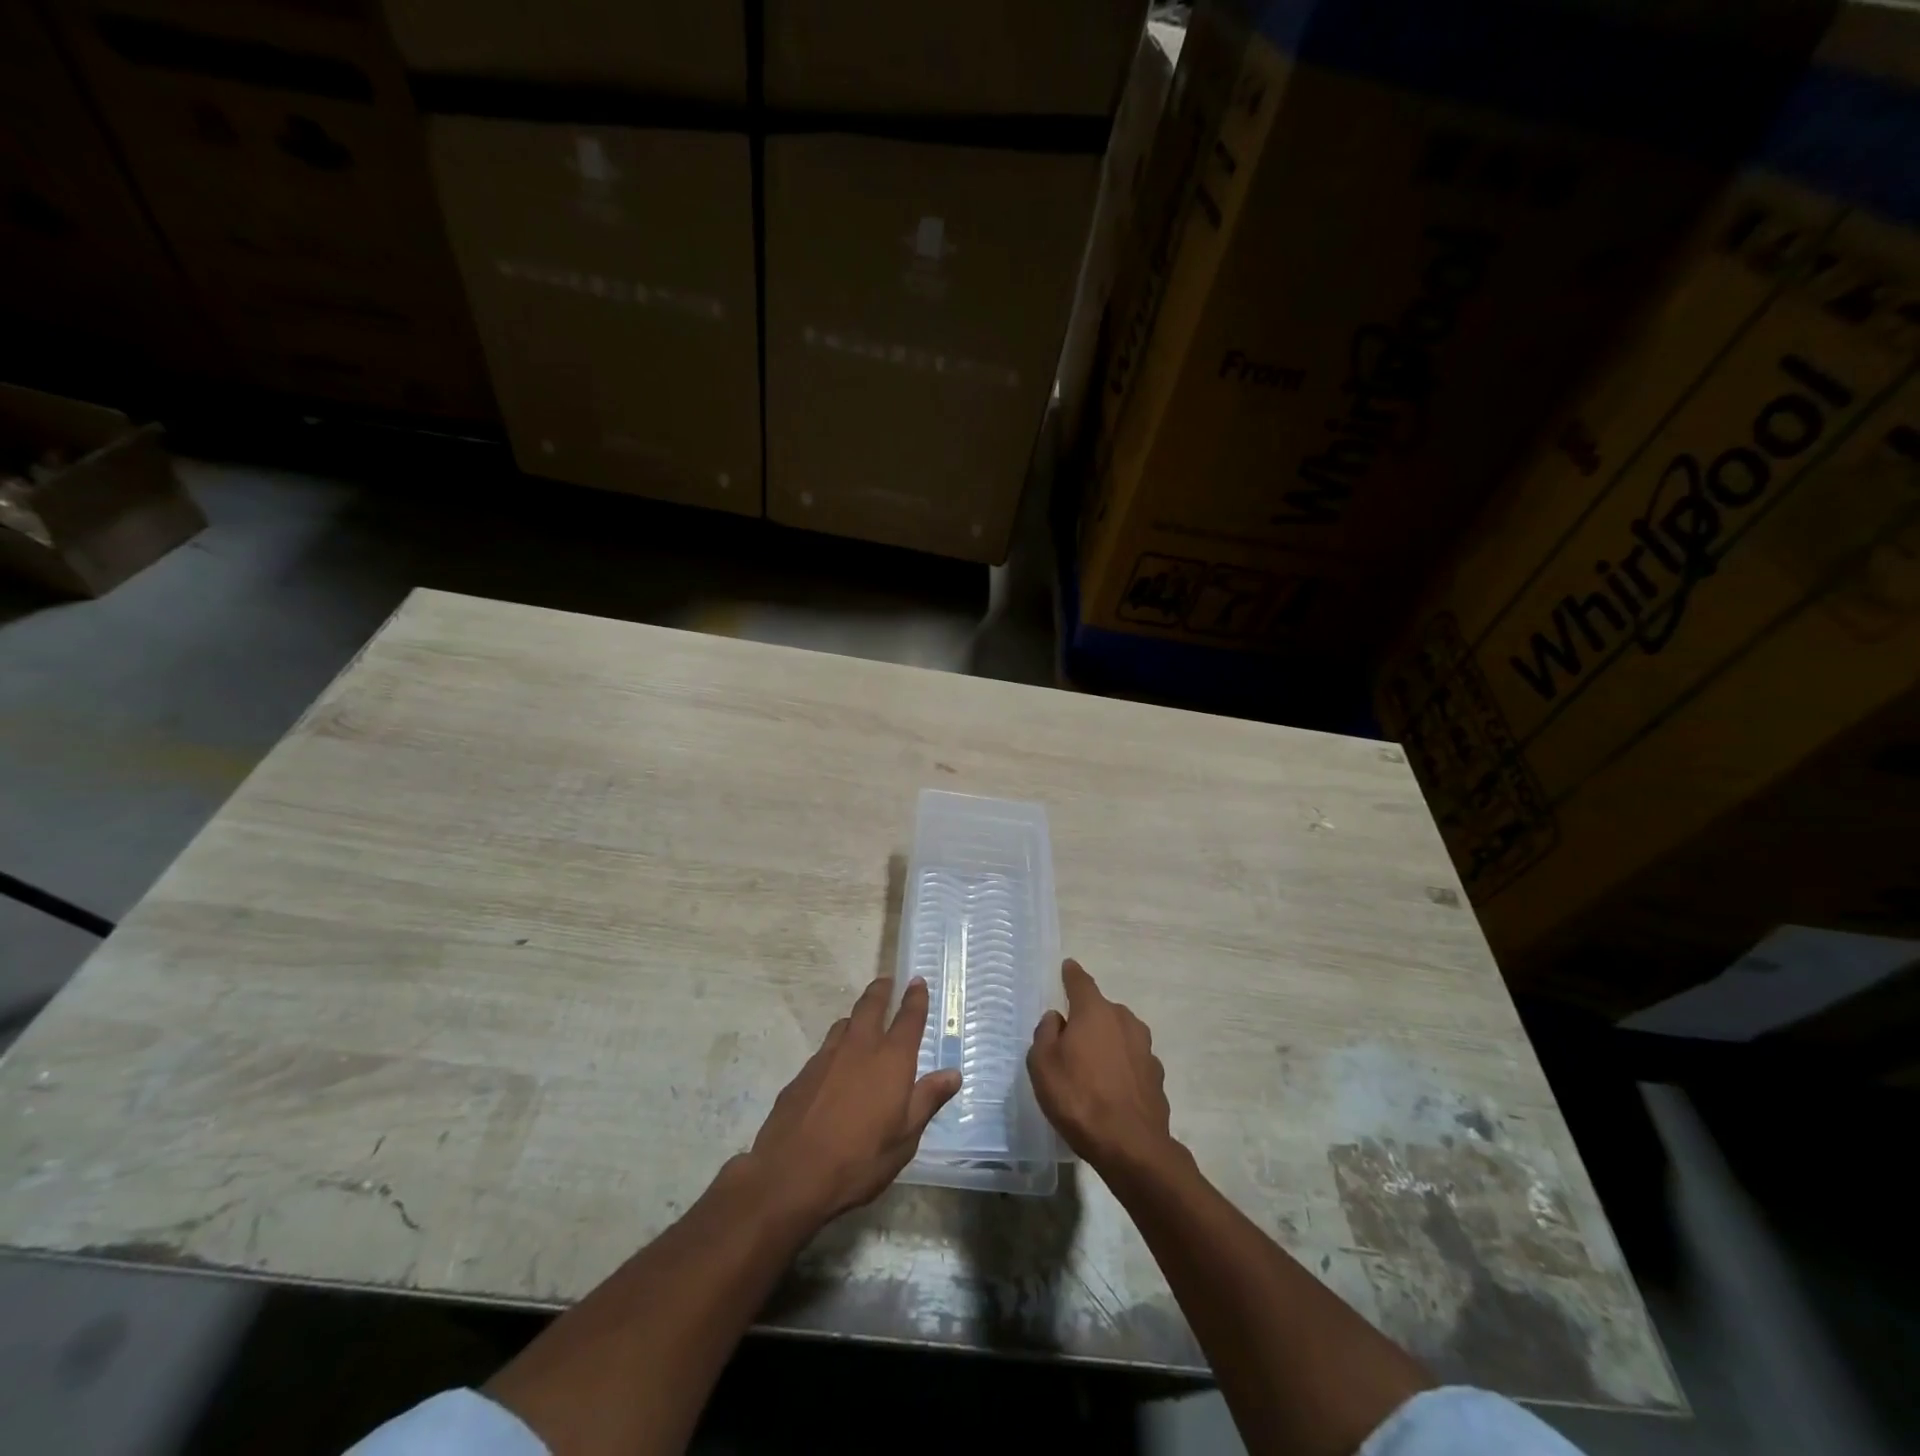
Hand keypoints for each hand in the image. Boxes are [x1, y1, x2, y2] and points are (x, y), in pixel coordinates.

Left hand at [749, 976, 960, 1225]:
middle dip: (881, 991)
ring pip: (844, 1024)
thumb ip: (927, 1100)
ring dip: (856, 1017)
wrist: (790, 1175)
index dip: (915, 998)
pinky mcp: (802, 1074)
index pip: (908, 1019)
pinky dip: (836, 1047)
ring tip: (861, 1021)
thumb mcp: (905, 1138)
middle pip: (870, 1006)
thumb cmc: (859, 1159)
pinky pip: (825, 1050)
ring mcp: (826, 1058)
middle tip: (886, 981)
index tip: (917, 981)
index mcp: (891, 1060)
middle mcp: (859, 1048)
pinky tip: (835, 1067)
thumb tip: (952, 1073)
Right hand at [1028, 958, 1173, 1171]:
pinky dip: (1120, 1067)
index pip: (1080, 981)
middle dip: (1087, 1017)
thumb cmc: (1079, 1098)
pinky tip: (1110, 1089)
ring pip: (1119, 1035)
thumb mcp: (1042, 1065)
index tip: (1067, 967)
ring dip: (1106, 1042)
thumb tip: (1057, 1019)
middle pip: (1101, 1010)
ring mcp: (1145, 1048)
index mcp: (1095, 1011)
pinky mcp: (1156, 1076)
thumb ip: (1045, 1034)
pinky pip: (1131, 1061)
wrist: (1132, 1147)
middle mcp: (1124, 1020)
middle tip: (1070, 1038)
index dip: (1071, 974)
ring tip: (1090, 1067)